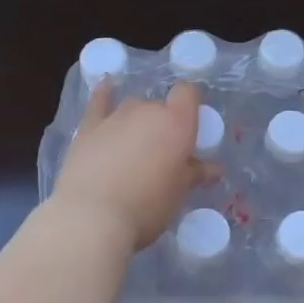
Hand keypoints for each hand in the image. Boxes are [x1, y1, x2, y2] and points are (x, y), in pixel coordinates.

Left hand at [51, 79, 209, 251]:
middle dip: (163, 124)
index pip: (188, 93)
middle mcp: (147, 110)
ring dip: (138, 120)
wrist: (91, 217)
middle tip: (162, 154)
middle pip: (160, 105)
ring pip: (133, 107)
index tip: (191, 124)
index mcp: (176, 123)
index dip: (191, 104)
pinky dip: (105, 94)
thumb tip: (215, 168)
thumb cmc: (147, 206)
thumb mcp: (179, 193)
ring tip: (135, 145)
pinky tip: (107, 85)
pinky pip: (100, 102)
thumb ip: (196, 173)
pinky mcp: (88, 127)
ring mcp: (115, 116)